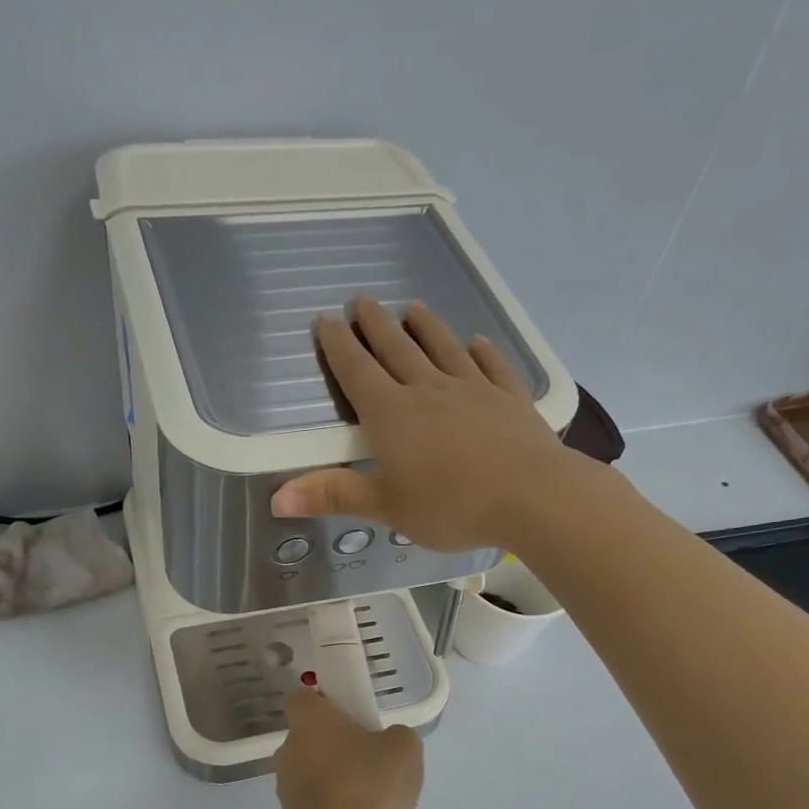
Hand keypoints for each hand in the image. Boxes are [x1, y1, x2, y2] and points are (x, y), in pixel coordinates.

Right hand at [270, 296, 579, 550]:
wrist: (532, 496)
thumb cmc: (451, 506)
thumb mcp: (386, 507)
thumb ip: (334, 496)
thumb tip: (276, 498)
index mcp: (392, 415)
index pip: (358, 372)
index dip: (338, 347)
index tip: (326, 320)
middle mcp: (429, 390)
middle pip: (397, 349)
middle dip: (375, 325)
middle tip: (362, 301)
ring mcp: (473, 389)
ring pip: (443, 348)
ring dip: (425, 326)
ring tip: (412, 307)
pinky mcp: (509, 398)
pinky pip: (492, 366)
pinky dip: (482, 352)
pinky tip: (477, 342)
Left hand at [274, 686, 424, 808]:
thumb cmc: (369, 783)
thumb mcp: (404, 748)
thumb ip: (396, 737)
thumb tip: (387, 745)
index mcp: (309, 721)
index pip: (304, 699)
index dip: (326, 703)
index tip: (353, 716)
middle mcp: (289, 750)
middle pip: (315, 741)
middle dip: (343, 750)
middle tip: (377, 764)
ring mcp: (288, 789)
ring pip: (321, 777)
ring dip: (346, 786)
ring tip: (382, 806)